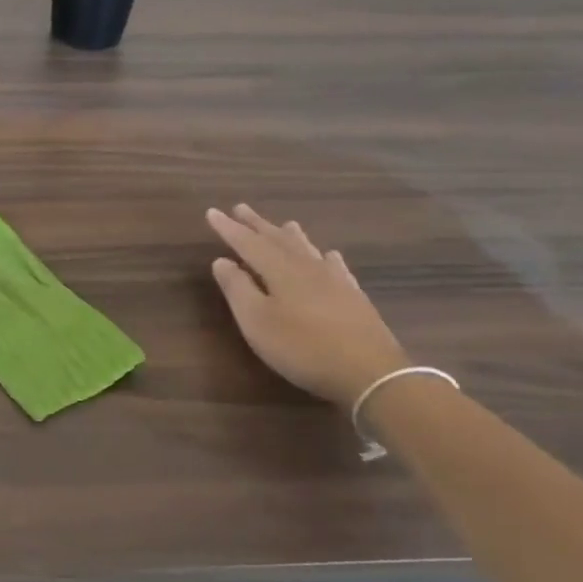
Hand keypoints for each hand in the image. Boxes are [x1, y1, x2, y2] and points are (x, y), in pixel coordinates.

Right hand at [207, 205, 408, 407]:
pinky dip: (325, 256)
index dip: (229, 228)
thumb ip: (237, 288)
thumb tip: (221, 260)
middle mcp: (307, 267)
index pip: (248, 243)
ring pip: (307, 249)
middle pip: (278, 240)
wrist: (370, 373)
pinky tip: (329, 255)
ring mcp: (335, 281)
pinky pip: (336, 266)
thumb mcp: (257, 321)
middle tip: (241, 208)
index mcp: (280, 270)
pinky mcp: (354, 297)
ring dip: (290, 235)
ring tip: (284, 223)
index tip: (212, 212)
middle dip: (257, 224)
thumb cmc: (303, 347)